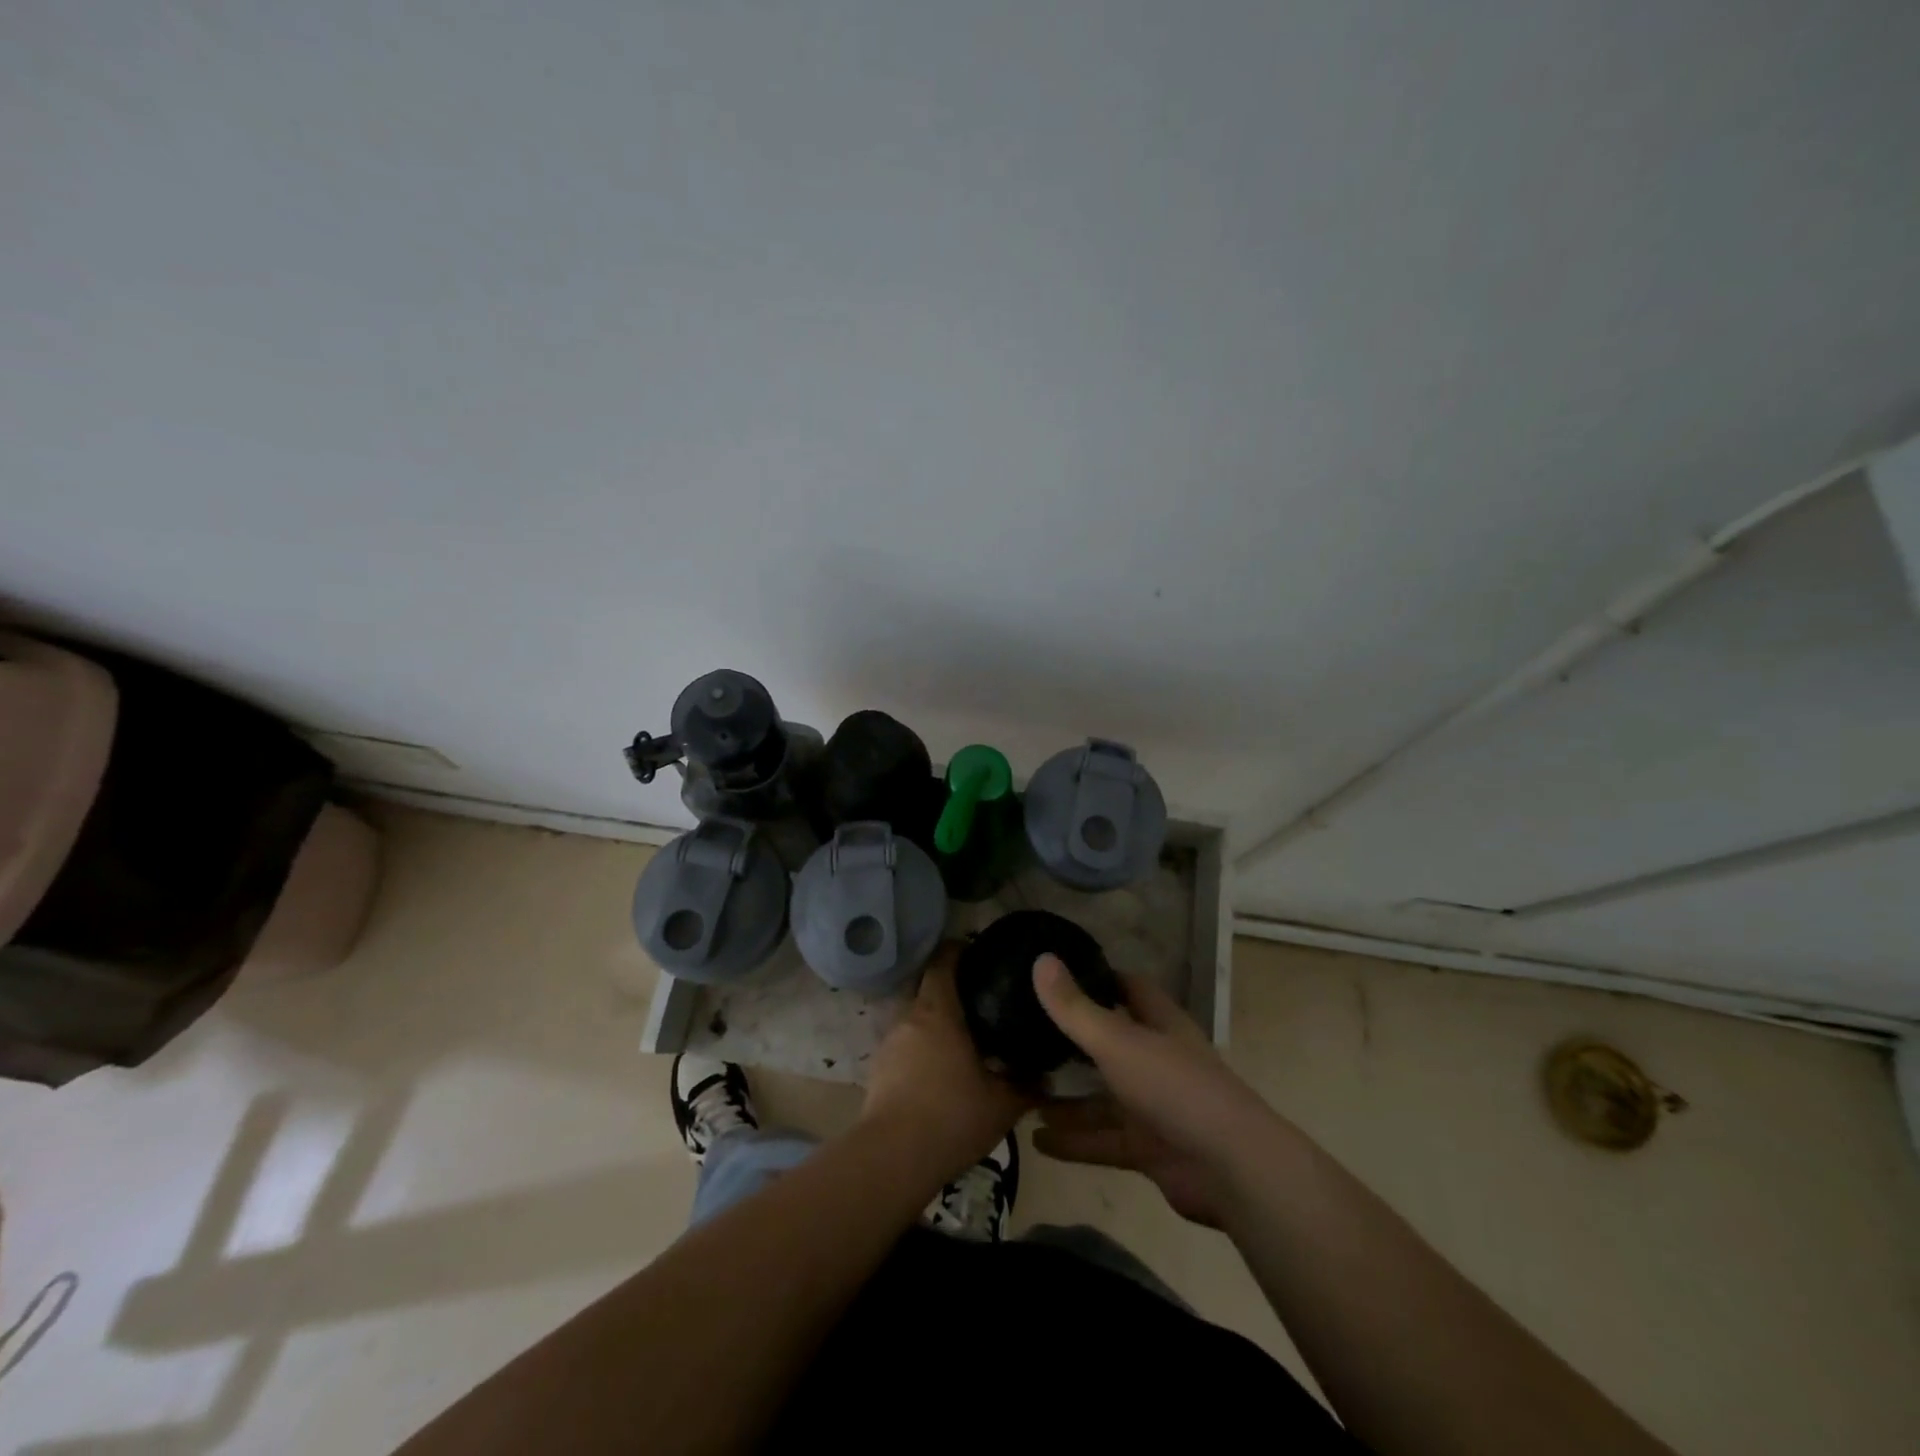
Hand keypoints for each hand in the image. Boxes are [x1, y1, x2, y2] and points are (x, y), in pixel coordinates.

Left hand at [862, 945, 1032, 1185]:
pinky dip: (919, 1049)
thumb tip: (1048, 1079)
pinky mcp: (877, 1070)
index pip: (942, 961)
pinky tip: (937, 1071)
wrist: (892, 1159)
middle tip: (976, 999)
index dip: (958, 951)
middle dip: (947, 988)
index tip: (977, 952)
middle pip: (925, 987)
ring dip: (932, 1022)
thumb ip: (1026, 1087)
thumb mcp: (1000, 1104)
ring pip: (913, 1018)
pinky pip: (903, 1045)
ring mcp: (888, 1043)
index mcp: (938, 1011)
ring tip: (959, 1038)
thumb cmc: (951, 1117)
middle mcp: (909, 1017)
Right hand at [1030, 954, 1272, 1227]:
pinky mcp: (1149, 1149)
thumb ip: (1075, 1008)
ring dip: (1066, 1097)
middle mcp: (1156, 1059)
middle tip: (1024, 1032)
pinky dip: (1073, 1141)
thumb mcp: (1118, 1042)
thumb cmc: (1175, 1088)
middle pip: (1109, 1042)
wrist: (1233, 1171)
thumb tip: (1040, 959)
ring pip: (1102, 1096)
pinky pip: (1103, 1140)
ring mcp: (1154, 1107)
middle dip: (1071, 1040)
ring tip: (1020, 1089)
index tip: (1055, 973)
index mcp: (1159, 1024)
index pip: (1127, 988)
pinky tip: (1037, 1140)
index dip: (1095, 978)